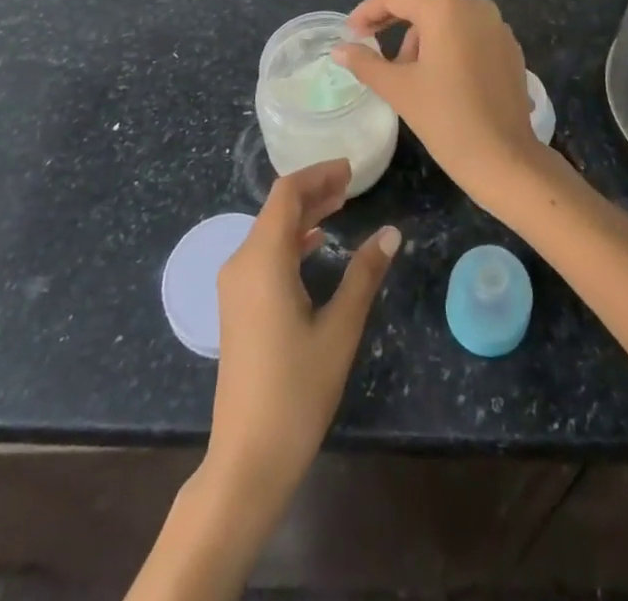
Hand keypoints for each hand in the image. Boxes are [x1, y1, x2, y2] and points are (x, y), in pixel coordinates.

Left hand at [206, 160, 399, 514]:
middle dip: (314, 191)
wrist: (247, 457)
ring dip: (303, 215)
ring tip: (340, 206)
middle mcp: (242, 262)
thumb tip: (391, 232)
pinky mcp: (237, 305)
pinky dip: (291, 240)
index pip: (287, 194)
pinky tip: (315, 244)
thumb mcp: (340, 329)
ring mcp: (235, 285)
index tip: (351, 169)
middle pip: (277, 209)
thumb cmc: (297, 391)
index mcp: (263, 259)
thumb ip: (364, 274)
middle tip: (352, 185)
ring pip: (269, 231)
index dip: (318, 175)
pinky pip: (264, 254)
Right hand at [333, 0, 547, 213]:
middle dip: (393, 23)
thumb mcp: (398, 88)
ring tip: (406, 73)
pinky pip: (468, 33)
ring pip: (446, 18)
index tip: (350, 34)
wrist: (505, 159)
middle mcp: (475, 6)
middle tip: (369, 48)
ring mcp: (497, 26)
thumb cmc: (446, 119)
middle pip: (423, 3)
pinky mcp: (509, 48)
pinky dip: (447, 45)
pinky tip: (438, 78)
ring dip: (420, 37)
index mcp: (446, 9)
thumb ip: (365, 62)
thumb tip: (339, 50)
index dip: (368, 11)